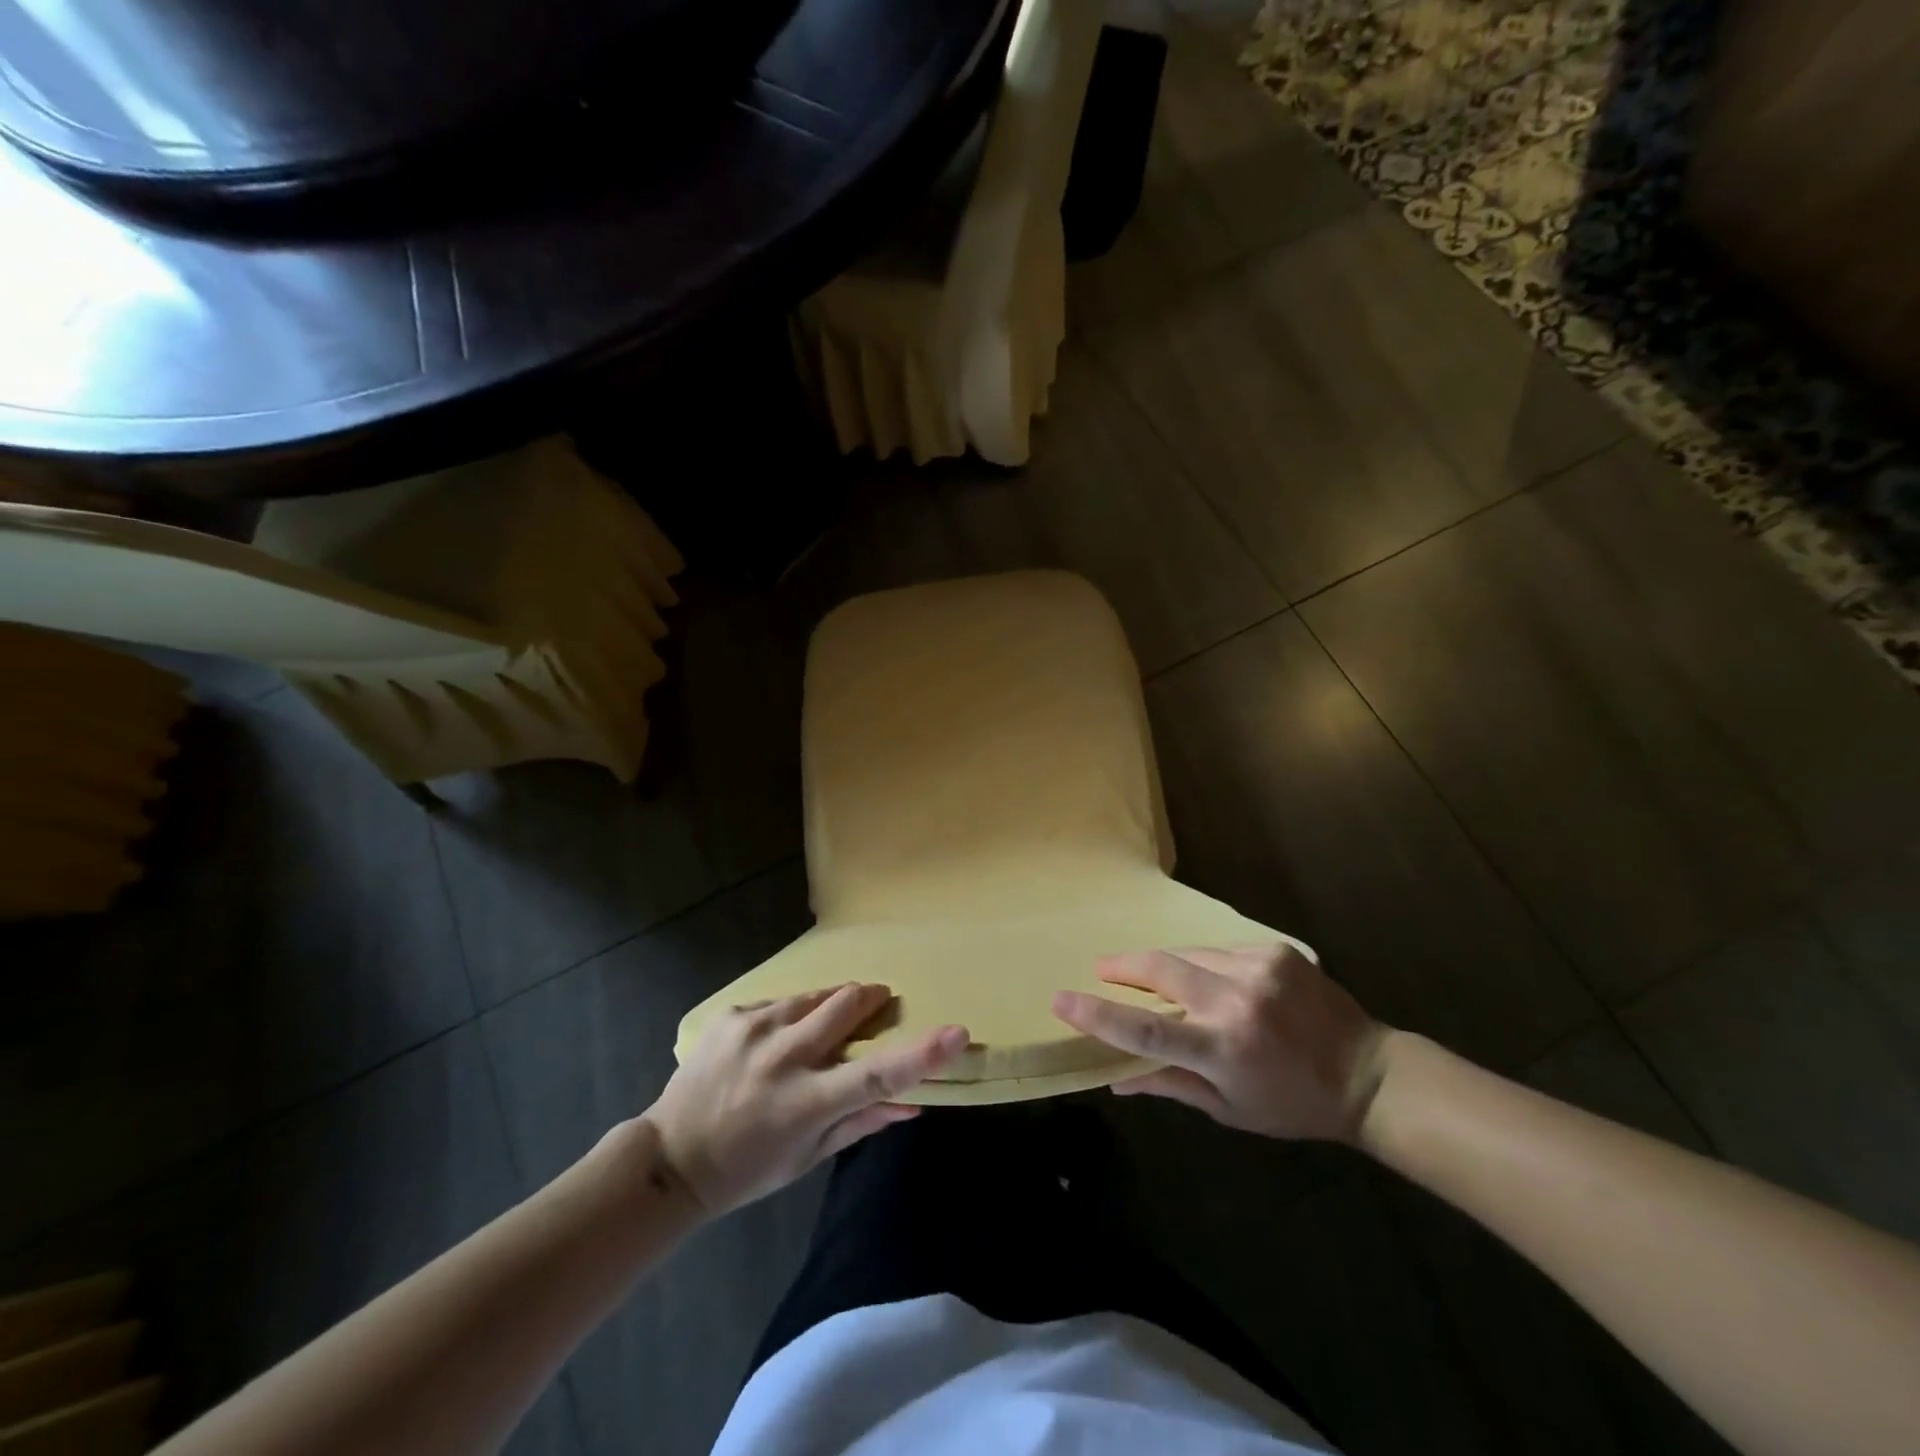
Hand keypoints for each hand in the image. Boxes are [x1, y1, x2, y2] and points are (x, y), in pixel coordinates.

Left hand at [645, 983, 967, 1215]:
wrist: (670, 1159)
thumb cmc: (748, 1168)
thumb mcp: (808, 1157)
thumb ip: (862, 1121)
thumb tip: (914, 1102)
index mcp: (805, 1103)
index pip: (876, 1074)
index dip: (921, 1053)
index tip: (957, 1031)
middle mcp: (782, 1058)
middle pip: (847, 1004)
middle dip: (870, 1000)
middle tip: (876, 1006)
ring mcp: (753, 1029)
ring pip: (815, 996)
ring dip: (828, 1009)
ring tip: (812, 1036)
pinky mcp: (732, 1015)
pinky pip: (779, 1003)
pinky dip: (790, 1017)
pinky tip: (771, 1044)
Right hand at [1053, 944, 1388, 1142]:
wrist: (1368, 1073)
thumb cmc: (1292, 1103)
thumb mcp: (1229, 1109)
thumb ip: (1170, 1084)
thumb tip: (1116, 1077)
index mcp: (1223, 1049)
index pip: (1146, 1028)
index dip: (1098, 1014)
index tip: (1062, 999)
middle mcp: (1237, 1001)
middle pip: (1160, 970)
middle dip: (1123, 967)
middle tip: (1103, 969)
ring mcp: (1258, 968)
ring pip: (1187, 954)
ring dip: (1165, 966)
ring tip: (1154, 978)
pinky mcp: (1274, 950)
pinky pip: (1220, 950)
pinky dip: (1205, 963)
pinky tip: (1212, 980)